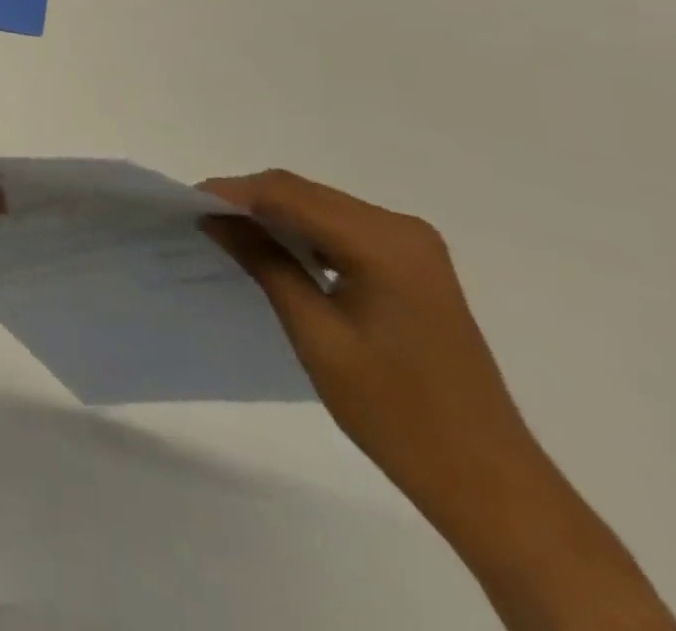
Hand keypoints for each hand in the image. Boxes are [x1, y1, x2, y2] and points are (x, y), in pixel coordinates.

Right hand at [199, 170, 542, 534]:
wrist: (490, 482)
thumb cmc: (397, 412)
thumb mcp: (316, 334)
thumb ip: (265, 263)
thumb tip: (214, 216)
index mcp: (384, 243)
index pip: (289, 194)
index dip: (232, 192)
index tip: (185, 202)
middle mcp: (402, 229)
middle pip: (304, 192)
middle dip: (248, 199)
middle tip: (199, 216)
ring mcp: (413, 246)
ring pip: (320, 206)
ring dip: (272, 214)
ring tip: (225, 231)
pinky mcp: (413, 265)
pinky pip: (341, 228)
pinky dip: (301, 231)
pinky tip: (274, 250)